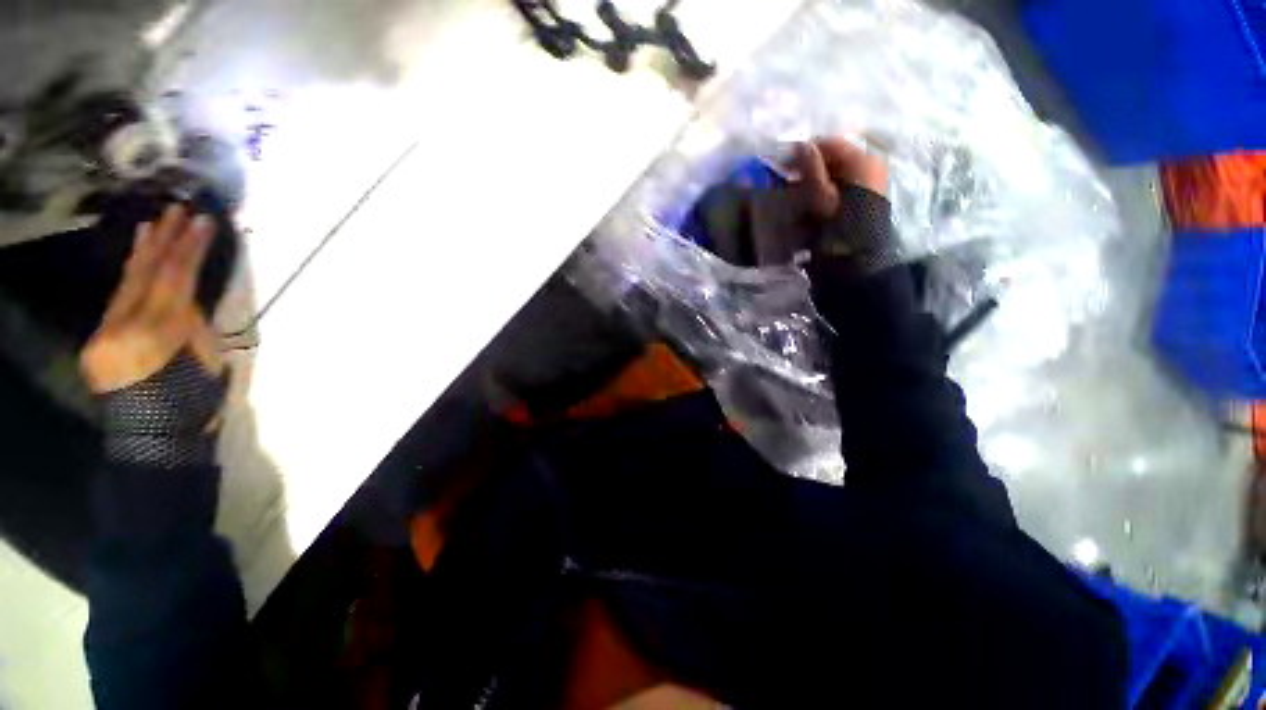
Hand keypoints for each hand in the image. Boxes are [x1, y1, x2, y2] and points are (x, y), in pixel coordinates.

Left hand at [80, 204, 223, 393]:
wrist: (155, 436)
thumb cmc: (194, 403)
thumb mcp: (207, 362)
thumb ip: (193, 326)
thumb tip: (186, 301)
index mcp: (159, 334)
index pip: (175, 280)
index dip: (190, 249)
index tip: (203, 222)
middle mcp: (126, 327)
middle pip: (148, 275)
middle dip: (165, 240)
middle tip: (178, 209)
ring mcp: (107, 332)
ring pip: (127, 282)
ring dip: (144, 250)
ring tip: (154, 222)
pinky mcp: (100, 337)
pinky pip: (118, 297)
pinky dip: (129, 273)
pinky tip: (135, 256)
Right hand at [792, 137, 889, 219]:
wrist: (856, 250)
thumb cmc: (836, 219)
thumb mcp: (819, 192)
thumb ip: (810, 166)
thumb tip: (799, 145)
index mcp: (862, 158)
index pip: (830, 143)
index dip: (806, 150)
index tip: (786, 163)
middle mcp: (872, 162)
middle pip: (837, 154)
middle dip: (813, 163)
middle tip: (791, 176)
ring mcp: (874, 177)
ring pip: (841, 167)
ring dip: (820, 174)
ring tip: (800, 187)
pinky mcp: (871, 191)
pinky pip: (847, 179)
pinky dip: (830, 183)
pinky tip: (817, 194)